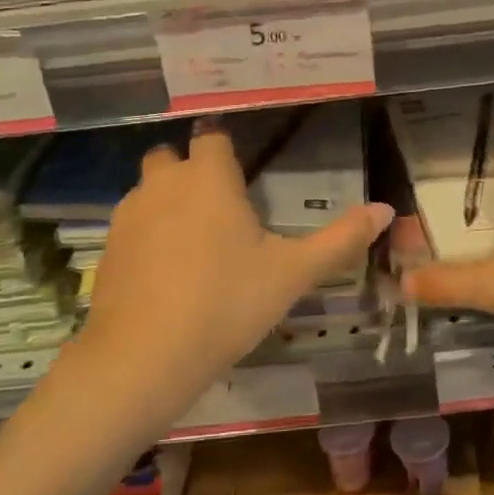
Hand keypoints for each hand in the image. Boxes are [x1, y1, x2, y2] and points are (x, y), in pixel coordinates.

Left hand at [77, 121, 393, 414]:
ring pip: (148, 189)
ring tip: (192, 240)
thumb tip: (386, 209)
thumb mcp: (292, 274)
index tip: (239, 167)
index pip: (212, 137)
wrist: (144, 357)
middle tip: (218, 205)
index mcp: (209, 178)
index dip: (224, 147)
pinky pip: (130, 224)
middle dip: (190, 170)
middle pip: (172, 156)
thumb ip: (340, 239)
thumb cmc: (226, 304)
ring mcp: (129, 214)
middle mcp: (164, 183)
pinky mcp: (108, 247)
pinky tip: (163, 271)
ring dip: (167, 200)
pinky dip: (146, 234)